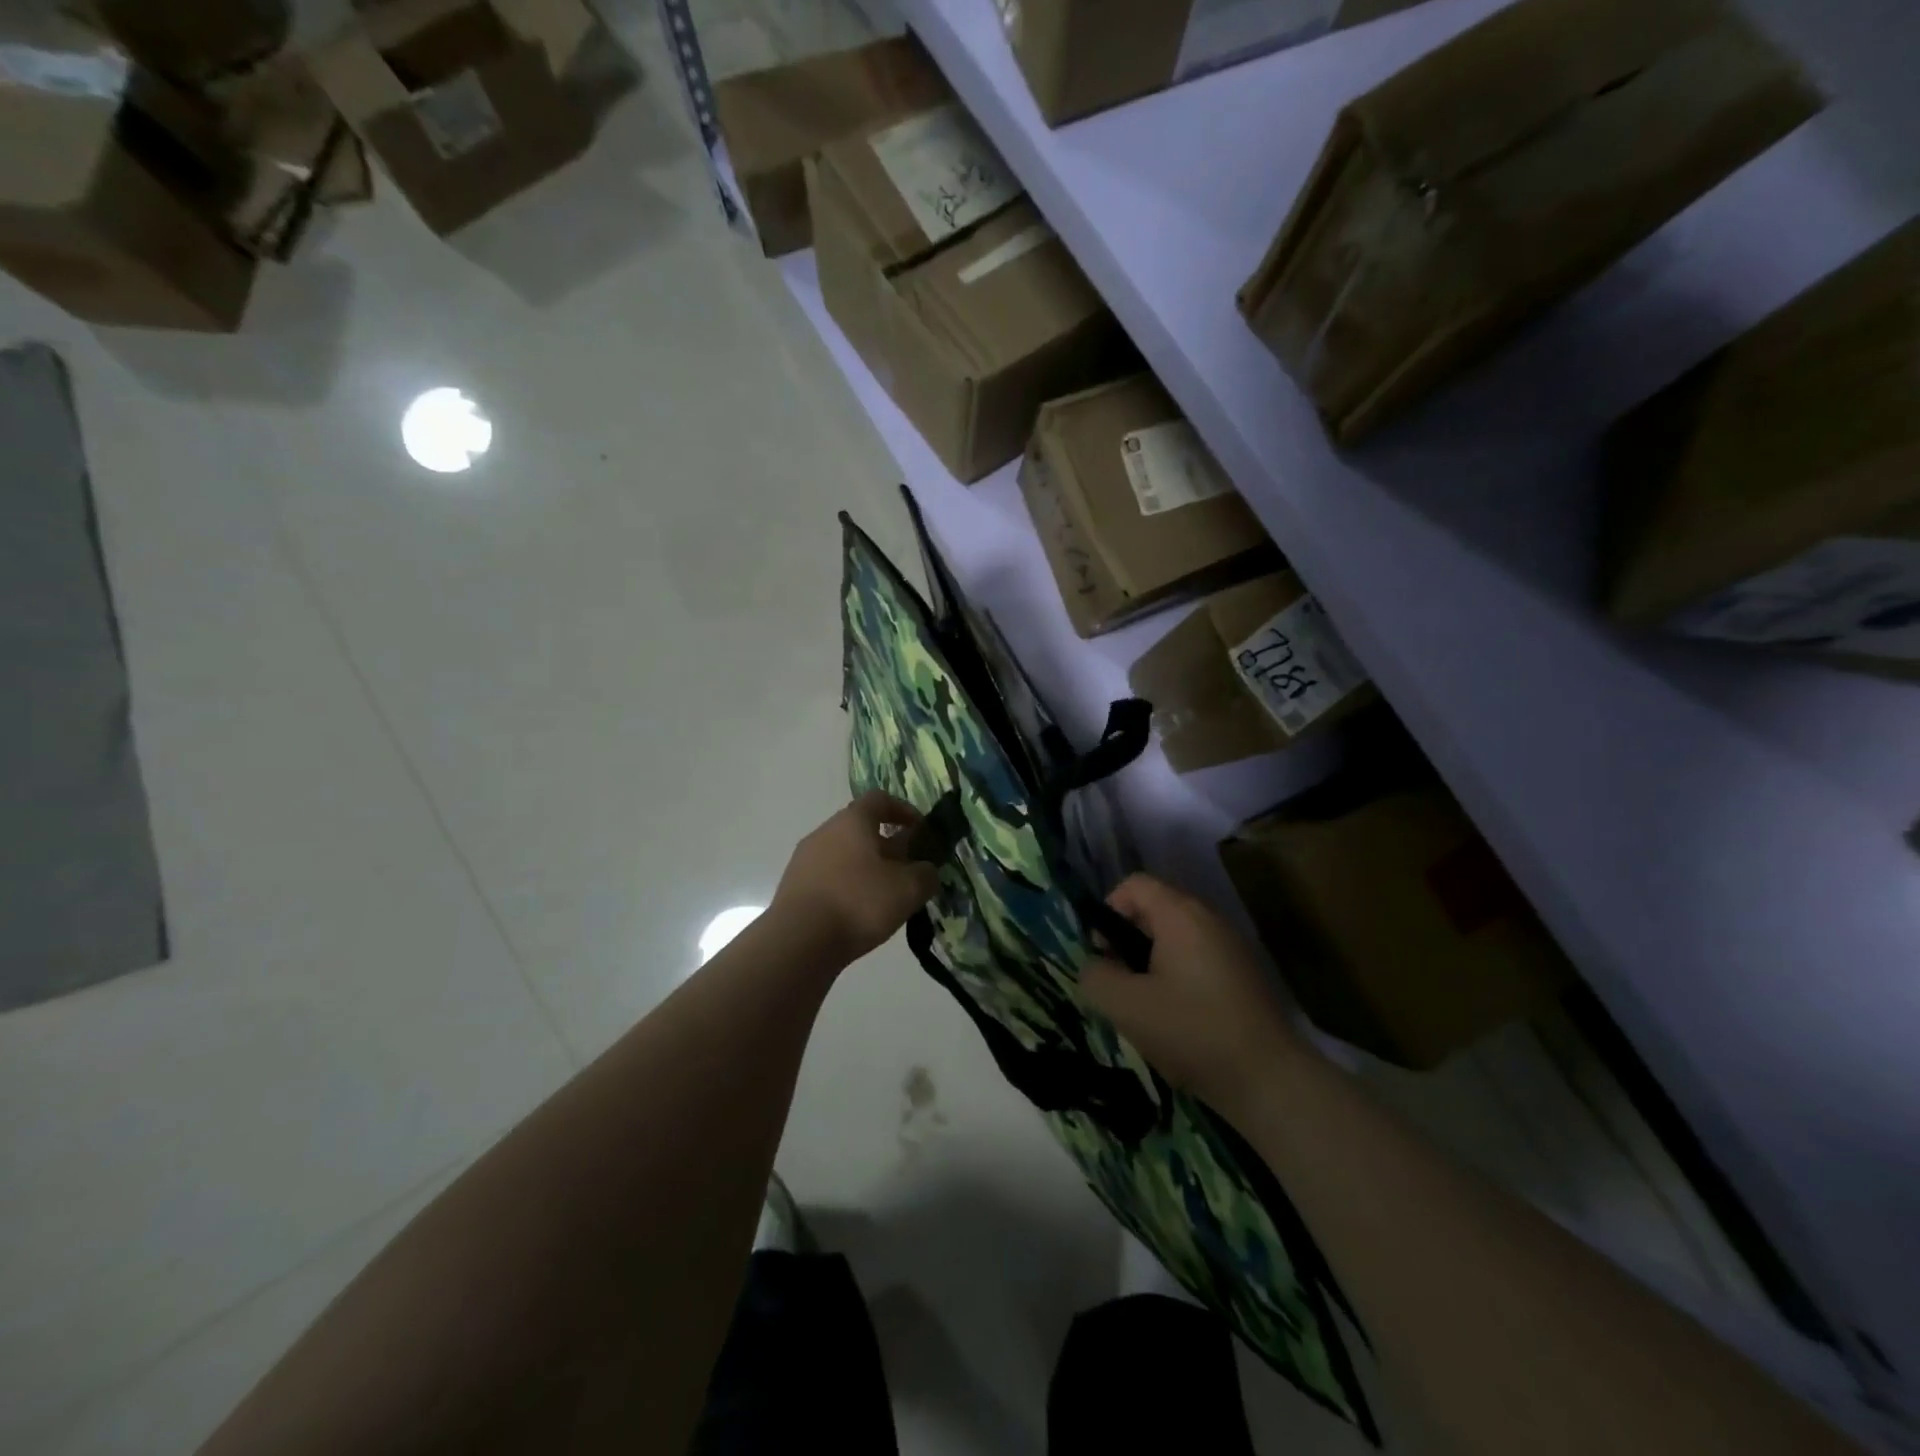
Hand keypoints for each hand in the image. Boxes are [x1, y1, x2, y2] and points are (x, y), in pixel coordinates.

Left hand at [770, 791, 940, 966]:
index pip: (880, 799)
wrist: (798, 942)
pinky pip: (828, 877)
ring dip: (867, 868)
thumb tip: (926, 870)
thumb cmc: (858, 903)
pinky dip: (847, 886)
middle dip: (887, 845)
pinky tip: (858, 913)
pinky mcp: (794, 887)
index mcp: (852, 821)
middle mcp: (824, 832)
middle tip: (907, 870)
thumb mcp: (908, 889)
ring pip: (844, 854)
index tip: (920, 831)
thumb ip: (926, 874)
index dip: (903, 810)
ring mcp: (804, 859)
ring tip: (885, 896)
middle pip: (860, 828)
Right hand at [1079, 874, 1304, 1114]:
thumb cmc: (1192, 1032)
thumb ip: (1096, 977)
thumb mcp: (1126, 1007)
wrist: (1270, 1081)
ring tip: (1147, 1007)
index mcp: (1181, 915)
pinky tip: (1179, 1020)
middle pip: (1154, 910)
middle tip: (1121, 985)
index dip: (1108, 911)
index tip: (1104, 954)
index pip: (1133, 885)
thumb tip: (1095, 966)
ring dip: (1152, 963)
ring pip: (1175, 939)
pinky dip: (1178, 978)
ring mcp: (1232, 947)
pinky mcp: (1244, 975)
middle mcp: (1209, 920)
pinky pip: (1197, 960)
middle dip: (1128, 942)